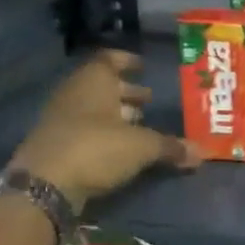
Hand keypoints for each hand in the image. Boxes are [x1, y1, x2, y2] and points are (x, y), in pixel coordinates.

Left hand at [12, 49, 199, 210]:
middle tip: (148, 100)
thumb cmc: (96, 148)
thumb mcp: (141, 147)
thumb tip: (201, 153)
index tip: (143, 66)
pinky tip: (118, 148)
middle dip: (126, 92)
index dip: (126, 61)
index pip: (109, 59)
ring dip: (113, 114)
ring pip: (91, 108)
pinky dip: (101, 134)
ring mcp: (59, 119)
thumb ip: (170, 147)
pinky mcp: (53, 145)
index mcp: (94, 81)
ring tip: (138, 125)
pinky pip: (82, 130)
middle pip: (101, 85)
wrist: (43, 186)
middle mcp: (74, 93)